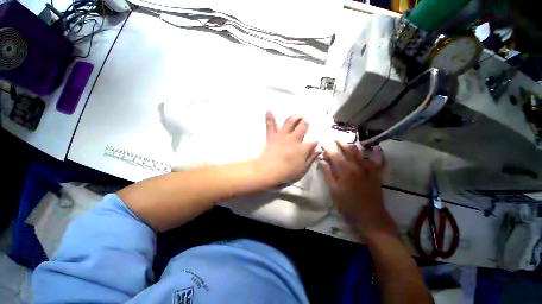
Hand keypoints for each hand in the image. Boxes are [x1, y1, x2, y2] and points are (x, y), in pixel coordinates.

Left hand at [256, 111, 319, 186]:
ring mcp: (282, 136)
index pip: (313, 142)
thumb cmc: (287, 173)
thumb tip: (319, 150)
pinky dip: (269, 118)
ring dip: (294, 117)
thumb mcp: (303, 169)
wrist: (269, 170)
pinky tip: (268, 110)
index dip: (315, 142)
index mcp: (303, 148)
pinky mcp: (272, 136)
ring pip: (289, 123)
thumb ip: (311, 159)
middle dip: (305, 123)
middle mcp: (294, 139)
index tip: (315, 143)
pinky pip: (270, 125)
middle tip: (306, 121)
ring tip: (297, 115)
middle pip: (302, 127)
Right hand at [321, 141, 395, 235]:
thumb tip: (322, 161)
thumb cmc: (348, 205)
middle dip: (341, 142)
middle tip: (335, 138)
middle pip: (348, 150)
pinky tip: (376, 150)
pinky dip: (377, 155)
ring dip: (354, 146)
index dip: (328, 147)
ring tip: (348, 142)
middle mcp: (357, 166)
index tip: (323, 142)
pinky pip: (378, 162)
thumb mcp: (334, 190)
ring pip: (361, 153)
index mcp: (344, 170)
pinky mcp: (376, 175)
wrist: (370, 217)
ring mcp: (368, 169)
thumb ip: (328, 174)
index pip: (334, 154)